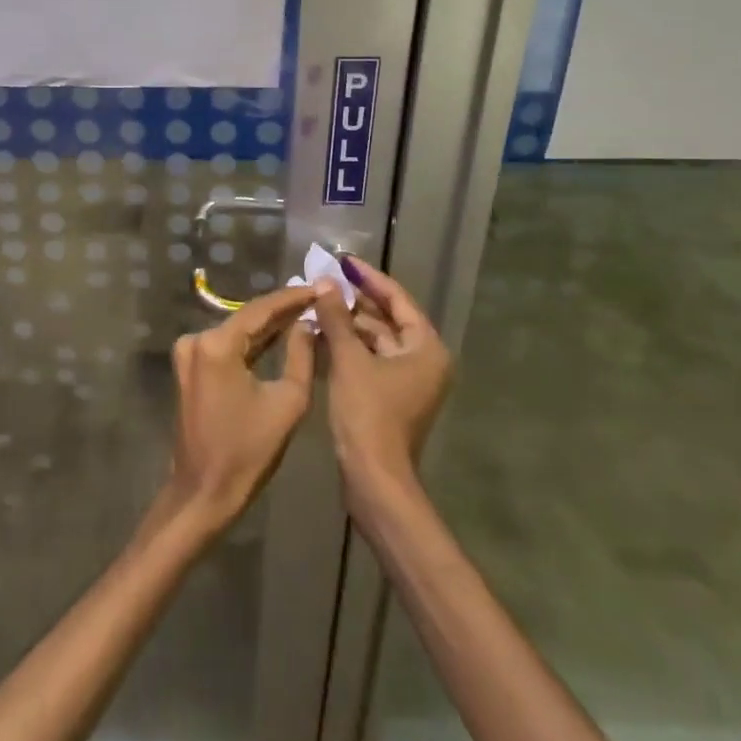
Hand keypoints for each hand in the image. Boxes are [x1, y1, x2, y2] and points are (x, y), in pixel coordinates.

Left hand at [161, 285, 317, 536]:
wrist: (203, 492)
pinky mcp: (189, 369)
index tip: (320, 287)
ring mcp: (188, 354)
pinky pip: (226, 347)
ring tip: (305, 313)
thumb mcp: (288, 402)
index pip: (261, 309)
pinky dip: (251, 343)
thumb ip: (301, 355)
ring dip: (268, 326)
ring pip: (237, 331)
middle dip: (282, 310)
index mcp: (217, 344)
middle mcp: (197, 339)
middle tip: (317, 299)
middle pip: (247, 318)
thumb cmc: (248, 451)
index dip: (293, 297)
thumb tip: (306, 323)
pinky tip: (278, 336)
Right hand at [306, 257, 450, 514]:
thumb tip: (325, 283)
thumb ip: (337, 318)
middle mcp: (423, 360)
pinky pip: (369, 360)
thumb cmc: (368, 414)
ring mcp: (408, 381)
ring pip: (375, 341)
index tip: (343, 260)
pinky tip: (320, 335)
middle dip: (354, 302)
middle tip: (323, 281)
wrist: (374, 479)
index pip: (397, 299)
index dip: (368, 278)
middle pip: (387, 319)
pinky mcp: (390, 397)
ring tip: (315, 306)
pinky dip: (348, 348)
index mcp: (426, 347)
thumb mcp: (349, 360)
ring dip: (347, 325)